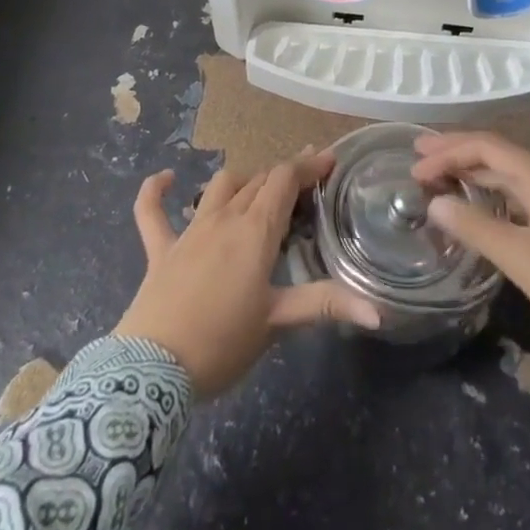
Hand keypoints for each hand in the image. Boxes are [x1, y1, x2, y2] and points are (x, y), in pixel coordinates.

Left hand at [114, 151, 381, 396]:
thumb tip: (378, 312)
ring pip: (220, 187)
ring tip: (259, 190)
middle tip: (304, 182)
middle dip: (283, 175)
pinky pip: (151, 212)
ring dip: (242, 182)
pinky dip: (155, 191)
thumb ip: (326, 305)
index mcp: (255, 231)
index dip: (308, 165)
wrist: (153, 371)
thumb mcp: (278, 322)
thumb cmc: (223, 343)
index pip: (285, 180)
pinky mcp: (160, 250)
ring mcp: (189, 231)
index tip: (328, 159)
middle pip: (258, 181)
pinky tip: (164, 177)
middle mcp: (224, 218)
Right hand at [413, 130, 529, 373]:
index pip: (486, 146)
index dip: (448, 152)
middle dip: (455, 152)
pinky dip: (487, 192)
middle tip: (417, 155)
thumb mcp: (519, 257)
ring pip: (505, 173)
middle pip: (495, 153)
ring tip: (436, 175)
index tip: (414, 168)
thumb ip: (474, 226)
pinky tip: (471, 204)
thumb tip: (434, 202)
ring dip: (470, 171)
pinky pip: (514, 193)